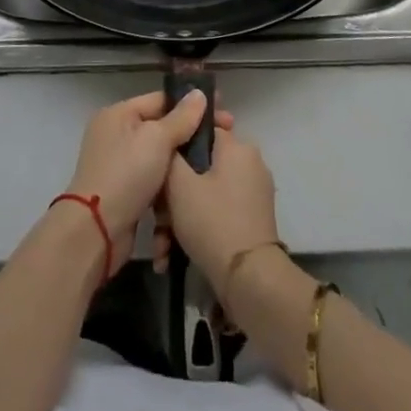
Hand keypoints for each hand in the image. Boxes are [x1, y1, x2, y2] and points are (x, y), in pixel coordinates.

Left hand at [63, 90, 232, 250]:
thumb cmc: (127, 175)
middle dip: (192, 132)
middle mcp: (116, 134)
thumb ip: (181, 117)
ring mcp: (120, 164)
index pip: (161, 100)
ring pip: (160, 155)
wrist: (97, 231)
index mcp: (118, 114)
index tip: (223, 110)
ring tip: (215, 160)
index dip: (192, 103)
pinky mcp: (126, 191)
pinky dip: (172, 180)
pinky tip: (195, 183)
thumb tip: (199, 93)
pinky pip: (155, 177)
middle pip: (162, 127)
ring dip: (184, 158)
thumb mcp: (157, 139)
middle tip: (226, 136)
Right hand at [158, 126, 279, 299]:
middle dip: (173, 195)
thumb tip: (172, 141)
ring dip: (179, 218)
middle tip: (157, 219)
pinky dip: (197, 228)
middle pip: (200, 168)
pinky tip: (173, 254)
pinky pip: (217, 212)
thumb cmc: (211, 221)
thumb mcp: (179, 184)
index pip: (201, 131)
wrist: (248, 279)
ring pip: (206, 194)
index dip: (175, 147)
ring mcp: (254, 193)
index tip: (158, 168)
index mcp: (238, 147)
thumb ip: (171, 154)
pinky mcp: (253, 220)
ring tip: (162, 247)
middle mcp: (250, 164)